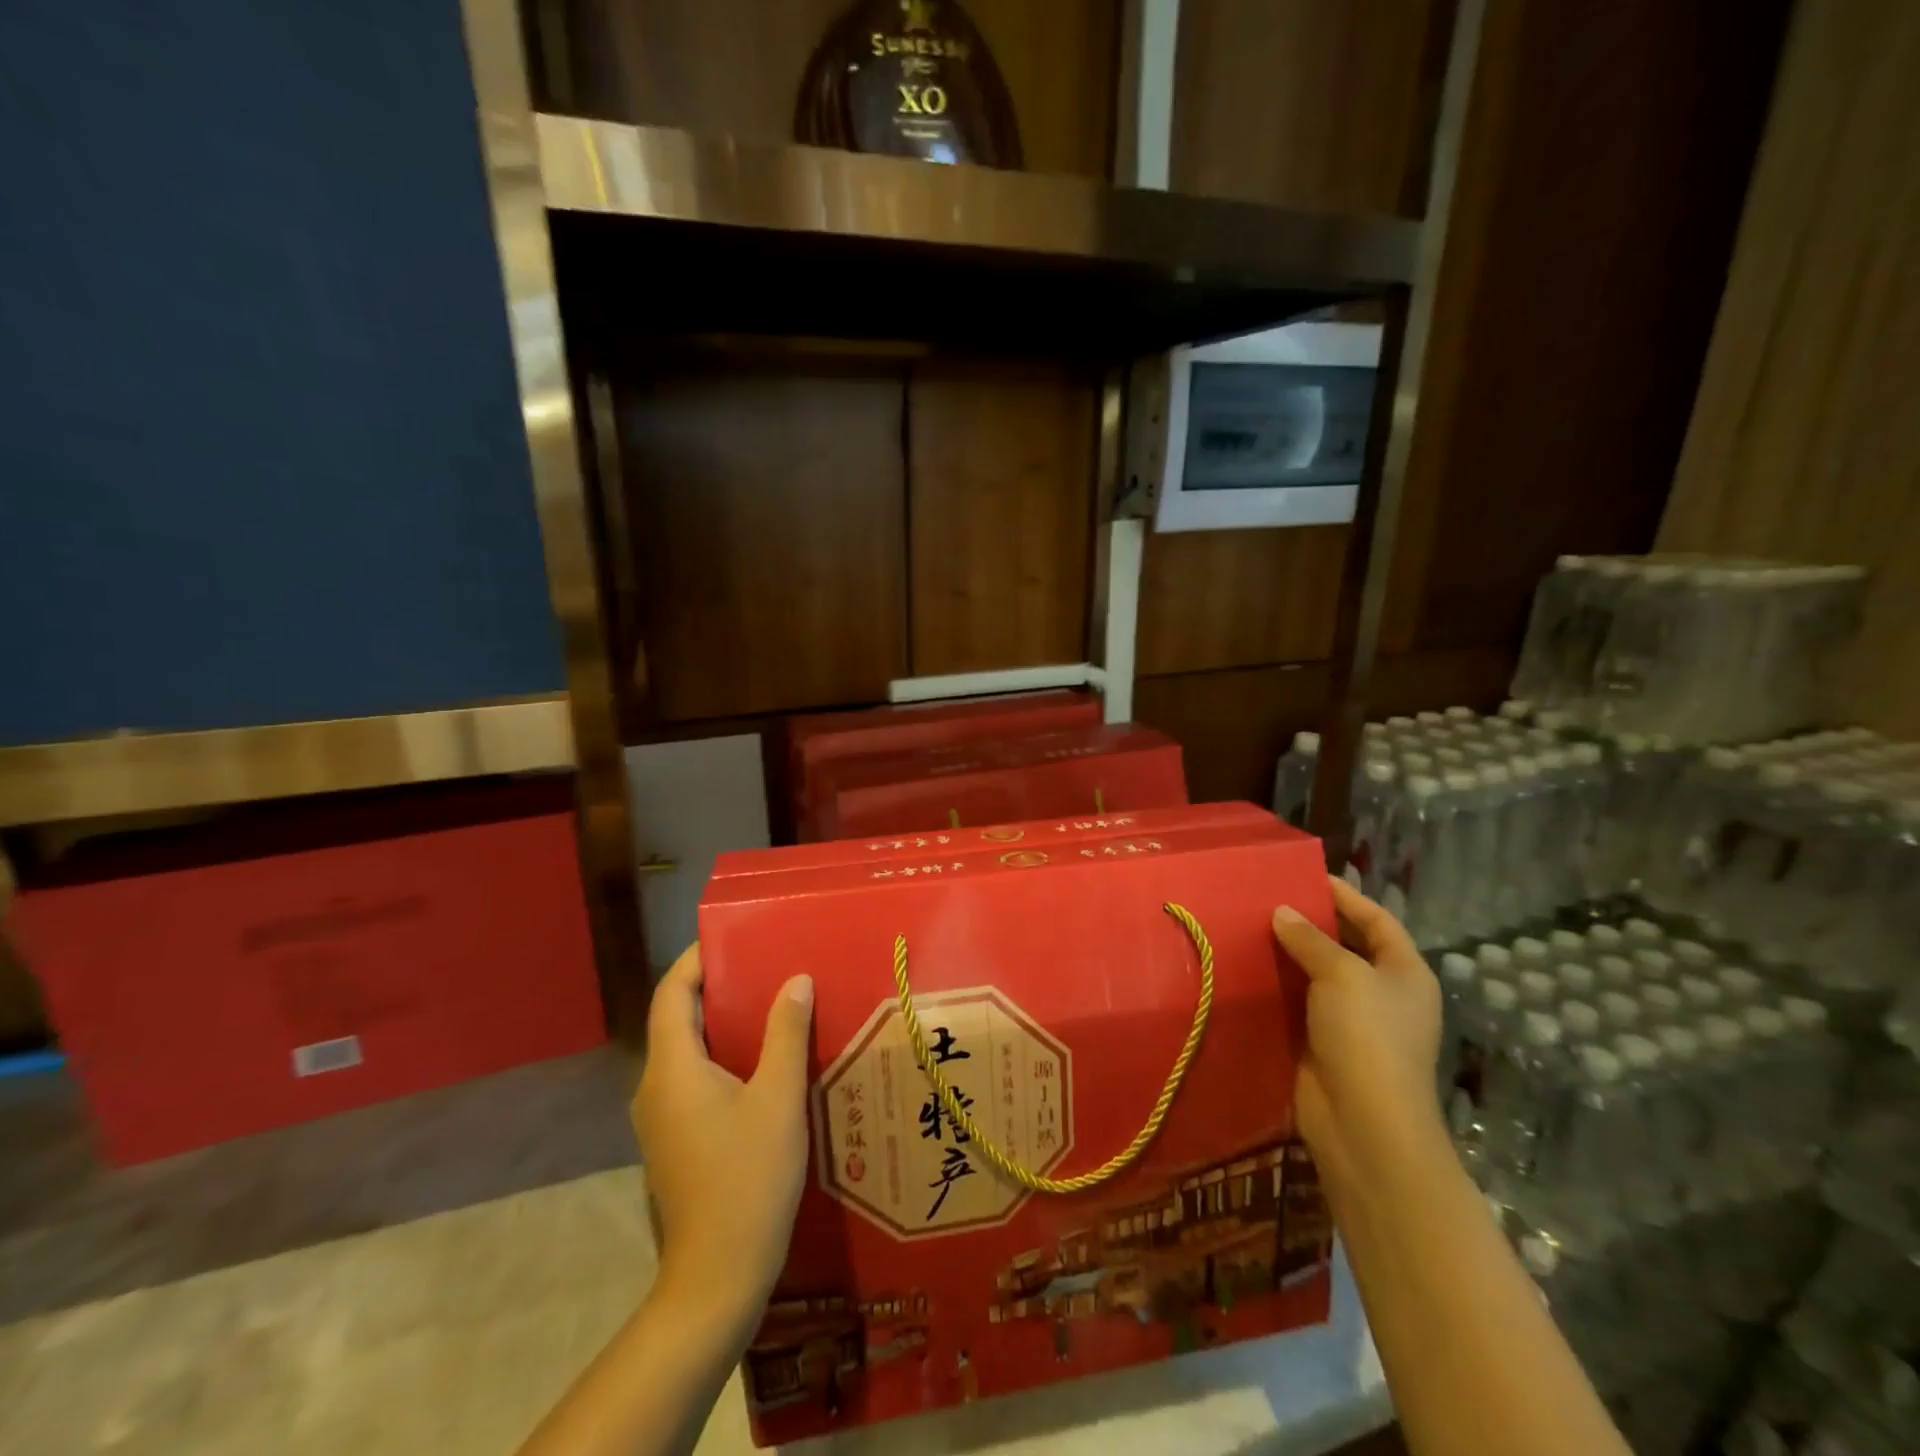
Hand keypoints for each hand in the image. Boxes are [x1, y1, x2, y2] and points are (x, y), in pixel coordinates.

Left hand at [632, 944, 813, 1326]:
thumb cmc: (748, 1178)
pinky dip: (721, 1054)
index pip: (671, 994)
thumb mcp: (778, 1098)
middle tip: (765, 965)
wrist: (717, 1276)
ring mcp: (660, 1117)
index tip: (732, 937)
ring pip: (685, 1050)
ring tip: (771, 1004)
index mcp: (672, 1069)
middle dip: (715, 986)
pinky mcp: (673, 1139)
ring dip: (721, 1022)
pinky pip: (691, 1077)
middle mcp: (654, 1087)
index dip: (695, 960)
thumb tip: (795, 980)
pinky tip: (762, 1060)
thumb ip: (785, 1033)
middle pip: (676, 1018)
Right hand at [1272, 877, 1445, 1197]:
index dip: (1346, 896)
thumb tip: (1282, 912)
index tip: (1307, 876)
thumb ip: (1310, 939)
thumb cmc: (1367, 1037)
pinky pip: (1296, 1004)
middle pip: (1345, 946)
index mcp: (1405, 973)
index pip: (1377, 920)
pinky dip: (1275, 987)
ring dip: (1287, 955)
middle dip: (1310, 923)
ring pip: (1315, 975)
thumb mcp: (1342, 975)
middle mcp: (1382, 993)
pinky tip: (1246, 968)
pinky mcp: (1320, 1043)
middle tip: (1268, 899)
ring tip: (1248, 926)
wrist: (1362, 1122)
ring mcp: (1351, 1021)